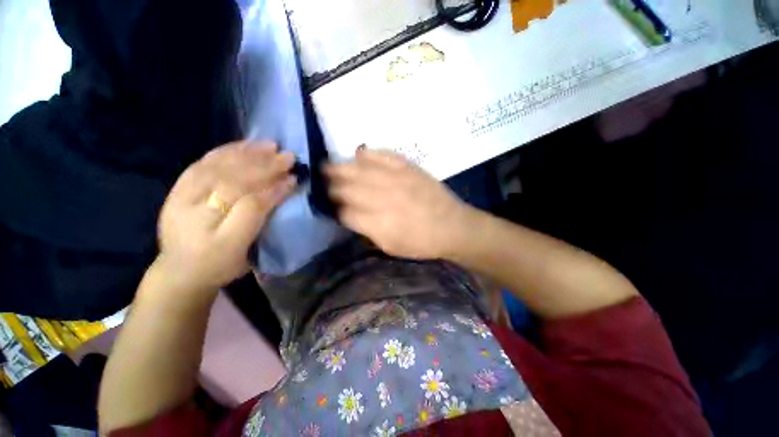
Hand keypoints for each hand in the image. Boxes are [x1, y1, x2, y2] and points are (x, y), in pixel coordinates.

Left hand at [156, 141, 295, 292]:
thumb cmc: (219, 264)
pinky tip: (241, 146)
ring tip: (269, 146)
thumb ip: (259, 219)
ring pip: (217, 167)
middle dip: (264, 166)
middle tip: (288, 157)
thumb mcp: (244, 252)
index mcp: (213, 233)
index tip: (294, 178)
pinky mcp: (180, 187)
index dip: (273, 189)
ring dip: (246, 154)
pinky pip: (203, 163)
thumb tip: (280, 190)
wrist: (179, 271)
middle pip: (233, 180)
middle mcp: (193, 208)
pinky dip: (224, 151)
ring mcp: (183, 194)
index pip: (249, 203)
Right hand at [325, 149, 472, 259]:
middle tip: (323, 183)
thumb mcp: (390, 246)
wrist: (452, 226)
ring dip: (340, 168)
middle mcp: (383, 199)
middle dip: (332, 186)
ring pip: (359, 170)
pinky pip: (383, 155)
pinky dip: (368, 153)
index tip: (331, 207)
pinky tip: (358, 154)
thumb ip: (367, 230)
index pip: (345, 213)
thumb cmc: (421, 242)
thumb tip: (349, 215)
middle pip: (348, 188)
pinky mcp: (408, 167)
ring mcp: (396, 179)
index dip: (335, 209)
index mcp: (378, 224)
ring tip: (327, 166)